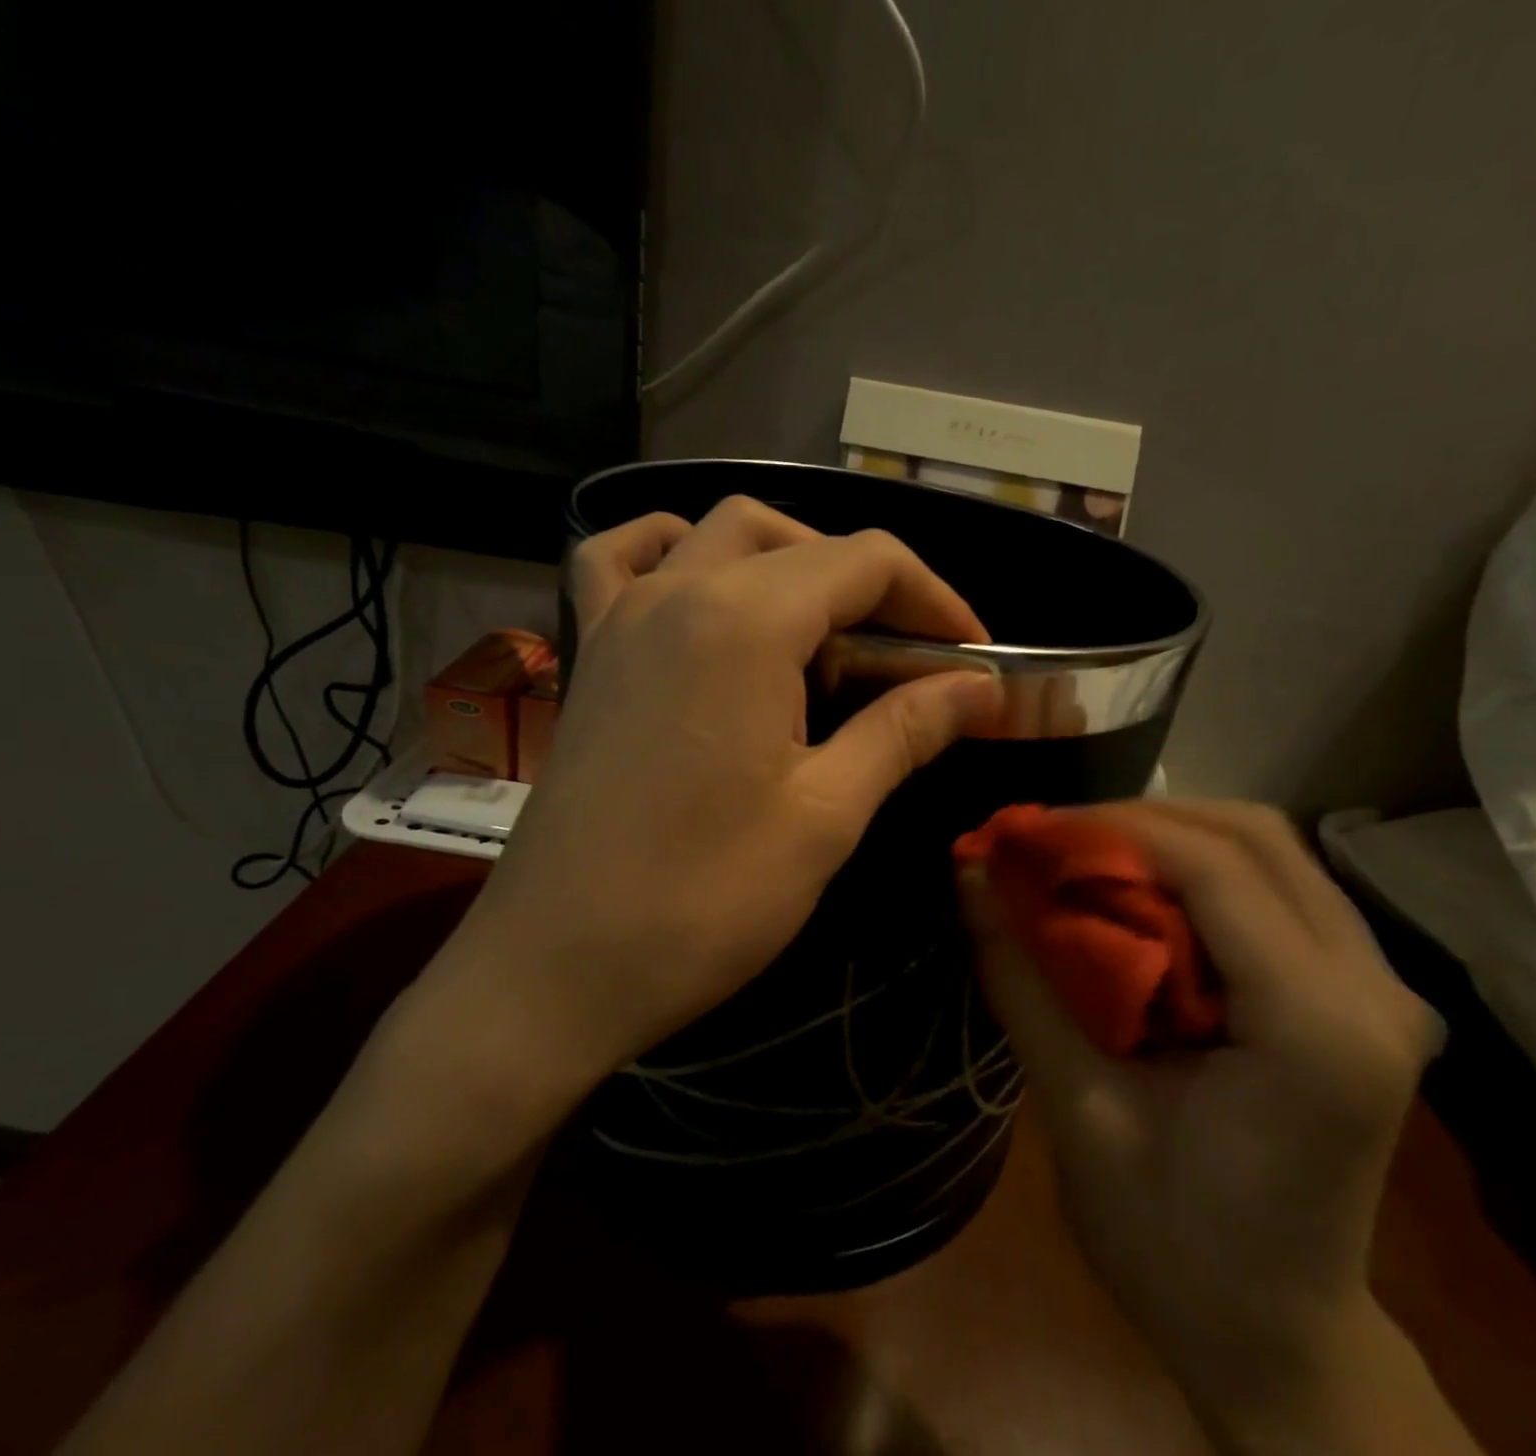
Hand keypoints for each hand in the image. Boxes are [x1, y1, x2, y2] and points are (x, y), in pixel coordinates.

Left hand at [416, 497, 1002, 1121]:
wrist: (556, 967)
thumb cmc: (702, 900)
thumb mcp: (825, 816)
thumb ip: (904, 731)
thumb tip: (979, 688)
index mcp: (744, 621)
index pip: (866, 562)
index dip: (936, 600)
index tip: (974, 659)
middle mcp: (678, 591)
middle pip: (797, 540)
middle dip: (871, 582)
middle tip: (909, 656)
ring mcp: (621, 615)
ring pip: (716, 534)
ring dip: (786, 558)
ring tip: (822, 629)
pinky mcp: (590, 653)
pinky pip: (624, 560)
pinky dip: (675, 552)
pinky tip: (704, 590)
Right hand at [962, 800, 1442, 1428]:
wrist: (1279, 1340)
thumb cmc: (1174, 1247)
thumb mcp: (1079, 1112)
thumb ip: (1022, 981)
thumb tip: (969, 874)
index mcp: (1317, 1030)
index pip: (1215, 870)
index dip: (1112, 828)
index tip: (1029, 830)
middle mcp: (1374, 990)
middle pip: (1257, 836)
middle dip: (1143, 818)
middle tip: (1056, 840)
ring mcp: (1383, 988)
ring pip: (1273, 849)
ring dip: (1172, 835)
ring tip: (1089, 857)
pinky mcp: (1364, 994)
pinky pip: (1279, 886)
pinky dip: (1202, 868)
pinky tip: (1143, 894)